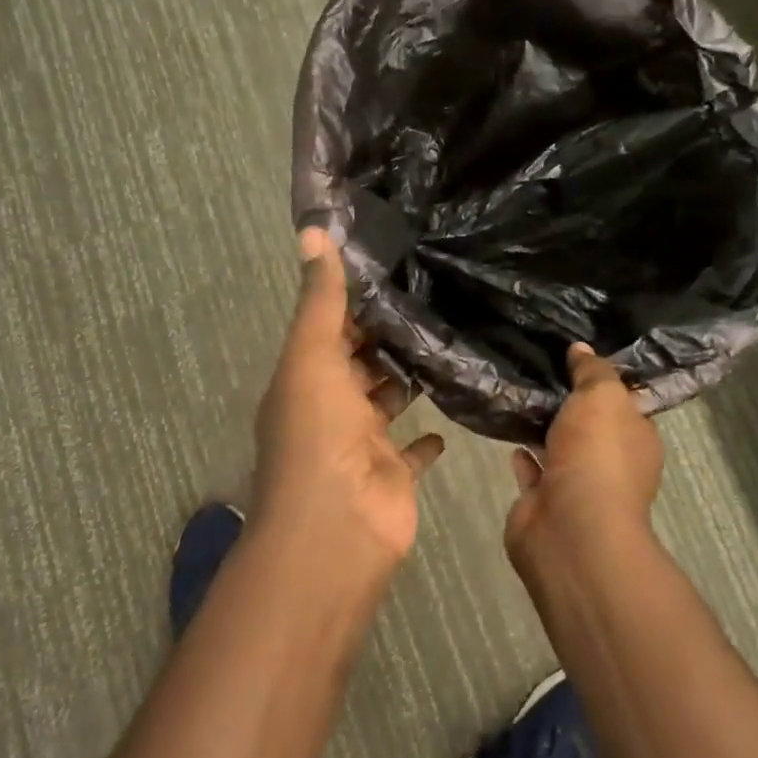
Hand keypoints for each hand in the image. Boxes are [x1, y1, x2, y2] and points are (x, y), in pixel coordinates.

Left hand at [252, 228, 444, 574]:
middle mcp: (331, 407)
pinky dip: (428, 436)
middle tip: (433, 298)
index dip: (355, 301)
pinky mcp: (394, 473)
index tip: (394, 267)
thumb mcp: (313, 355)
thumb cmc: (318, 434)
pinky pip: (414, 450)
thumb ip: (320, 298)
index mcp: (306, 378)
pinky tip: (451, 413)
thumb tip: (312, 230)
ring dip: (407, 379)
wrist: (336, 527)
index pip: (331, 329)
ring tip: (449, 341)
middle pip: (359, 363)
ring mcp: (363, 443)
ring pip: (387, 401)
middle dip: (386, 337)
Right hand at [506, 343, 663, 566]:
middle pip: (591, 427)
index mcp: (637, 439)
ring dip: (544, 430)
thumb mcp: (602, 396)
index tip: (578, 357)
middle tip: (540, 369)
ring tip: (520, 394)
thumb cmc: (598, 454)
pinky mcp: (544, 504)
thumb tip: (581, 348)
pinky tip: (508, 432)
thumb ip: (592, 370)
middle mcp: (612, 464)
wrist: (571, 528)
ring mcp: (578, 487)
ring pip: (560, 449)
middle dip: (571, 406)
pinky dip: (524, 456)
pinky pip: (534, 472)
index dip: (605, 382)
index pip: (625, 404)